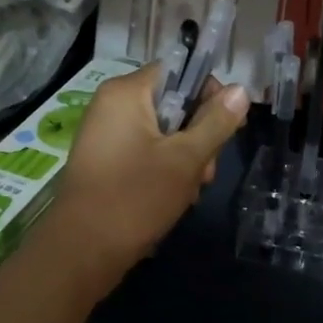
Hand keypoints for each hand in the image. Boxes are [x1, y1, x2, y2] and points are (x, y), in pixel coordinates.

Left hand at [48, 63, 250, 275]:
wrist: (82, 252)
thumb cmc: (136, 197)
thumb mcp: (186, 159)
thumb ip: (216, 122)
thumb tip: (240, 90)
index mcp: (126, 93)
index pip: (178, 71)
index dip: (209, 94)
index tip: (229, 125)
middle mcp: (112, 105)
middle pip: (172, 103)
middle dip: (198, 136)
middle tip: (207, 171)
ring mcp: (105, 134)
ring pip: (162, 132)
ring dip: (185, 158)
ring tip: (191, 191)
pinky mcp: (105, 161)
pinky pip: (145, 151)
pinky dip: (164, 169)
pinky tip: (174, 197)